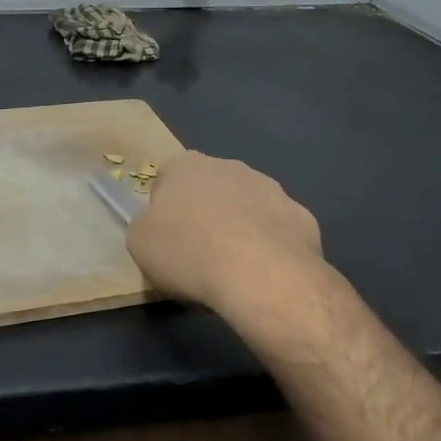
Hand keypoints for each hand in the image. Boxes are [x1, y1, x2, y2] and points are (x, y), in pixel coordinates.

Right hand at [127, 151, 323, 323]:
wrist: (261, 275)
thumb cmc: (189, 253)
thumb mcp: (140, 244)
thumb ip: (146, 226)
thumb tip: (160, 226)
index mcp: (185, 166)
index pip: (166, 180)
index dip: (163, 211)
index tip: (166, 239)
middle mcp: (228, 165)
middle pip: (208, 189)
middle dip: (204, 214)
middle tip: (197, 254)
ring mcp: (269, 187)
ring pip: (245, 206)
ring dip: (238, 227)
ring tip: (232, 268)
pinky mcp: (300, 214)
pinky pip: (275, 229)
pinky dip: (268, 246)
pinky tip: (263, 272)